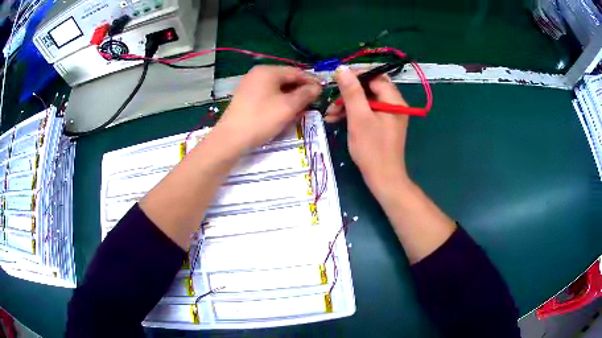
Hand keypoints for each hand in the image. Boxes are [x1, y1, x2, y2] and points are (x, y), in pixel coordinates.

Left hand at [215, 65, 320, 150]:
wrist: (231, 138)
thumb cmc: (262, 119)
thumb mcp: (288, 106)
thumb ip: (305, 94)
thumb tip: (316, 87)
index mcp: (268, 71)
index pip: (295, 72)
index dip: (311, 81)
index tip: (323, 91)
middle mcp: (258, 74)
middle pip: (285, 79)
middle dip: (300, 90)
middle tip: (312, 102)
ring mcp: (249, 85)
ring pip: (277, 88)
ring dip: (290, 97)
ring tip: (300, 110)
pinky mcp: (245, 97)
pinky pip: (267, 95)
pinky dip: (279, 101)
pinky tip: (284, 112)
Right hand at [326, 65, 409, 194]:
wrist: (383, 179)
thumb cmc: (372, 148)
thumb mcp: (359, 117)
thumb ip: (351, 91)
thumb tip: (342, 68)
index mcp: (394, 100)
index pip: (375, 77)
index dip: (355, 75)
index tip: (336, 80)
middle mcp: (394, 105)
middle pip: (369, 88)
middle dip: (348, 93)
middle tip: (331, 101)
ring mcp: (389, 116)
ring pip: (366, 101)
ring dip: (347, 104)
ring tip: (330, 114)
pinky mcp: (383, 125)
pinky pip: (367, 112)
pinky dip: (353, 114)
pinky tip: (336, 120)